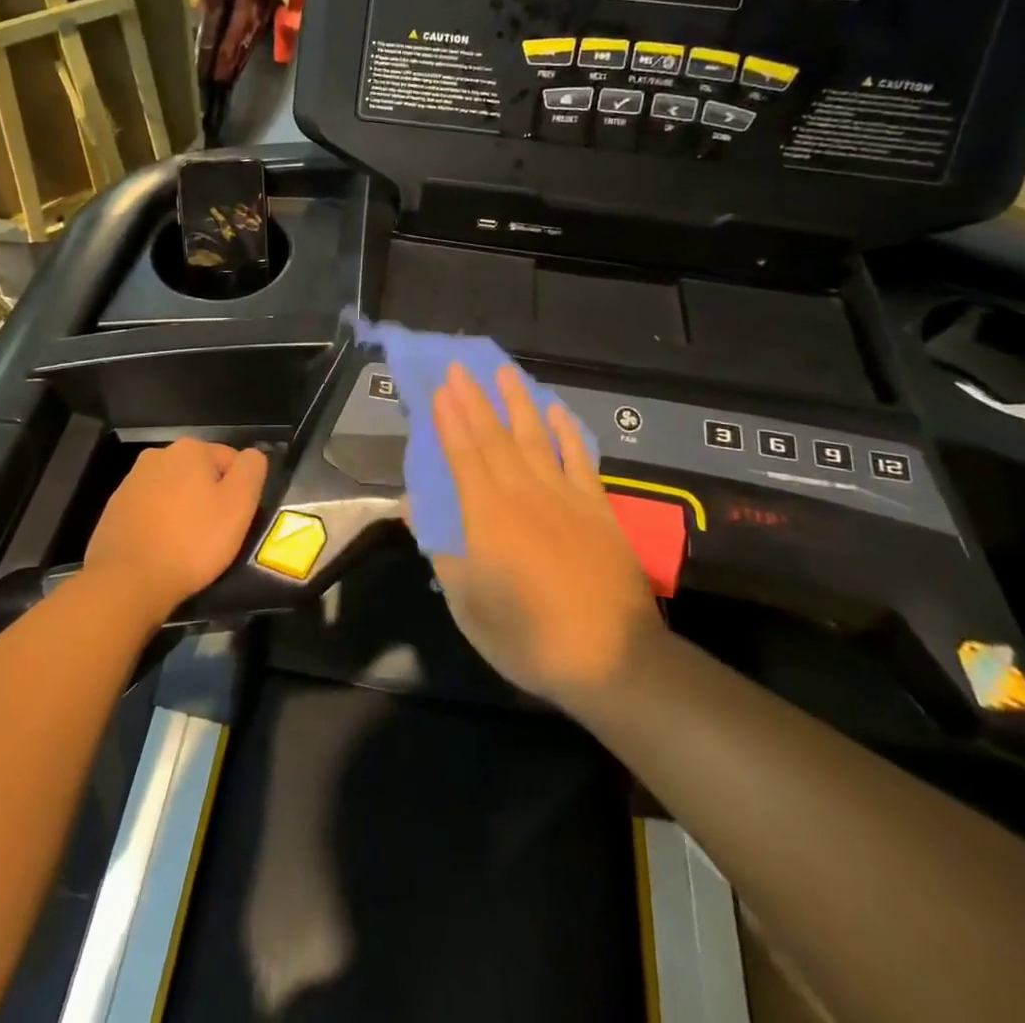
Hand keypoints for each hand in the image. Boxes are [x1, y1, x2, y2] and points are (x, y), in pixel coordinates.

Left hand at [82, 438, 268, 619]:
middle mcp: (157, 455)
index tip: (235, 520)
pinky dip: (159, 524)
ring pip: (172, 491)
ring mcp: (131, 481)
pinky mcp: (114, 509)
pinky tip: (162, 549)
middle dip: (208, 497)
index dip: (239, 490)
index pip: (230, 460)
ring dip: (183, 510)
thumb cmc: (192, 540)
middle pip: (199, 474)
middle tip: (215, 534)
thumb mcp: (239, 504)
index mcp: (190, 448)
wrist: (128, 581)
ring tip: (187, 545)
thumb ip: (251, 470)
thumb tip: (252, 455)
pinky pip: (149, 511)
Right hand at [418, 364, 662, 708]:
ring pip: (535, 437)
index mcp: (487, 515)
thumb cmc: (528, 636)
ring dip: (517, 402)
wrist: (611, 658)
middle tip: (460, 367)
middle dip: (474, 400)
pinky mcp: (597, 507)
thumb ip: (441, 549)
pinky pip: (578, 458)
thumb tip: (413, 505)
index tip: (439, 389)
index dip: (450, 420)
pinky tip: (556, 411)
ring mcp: (564, 496)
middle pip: (494, 437)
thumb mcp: (468, 604)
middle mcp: (523, 493)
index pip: (463, 455)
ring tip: (504, 372)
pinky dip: (566, 431)